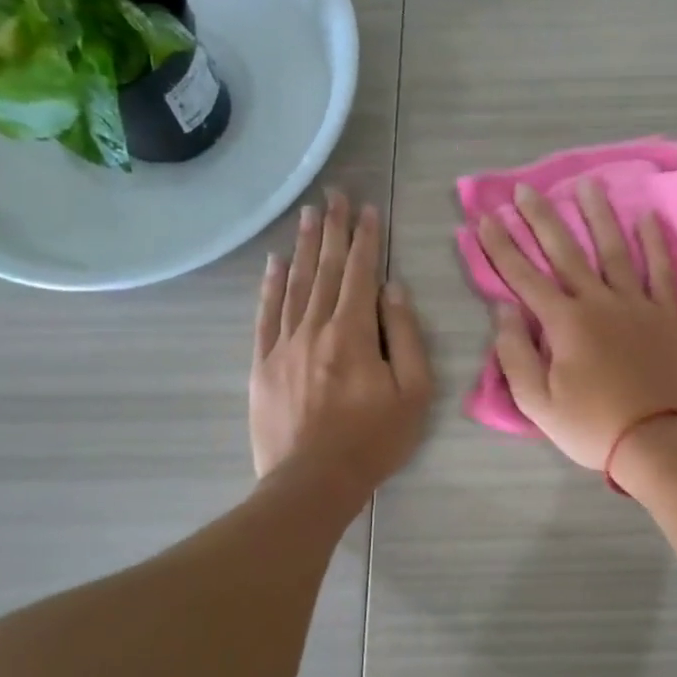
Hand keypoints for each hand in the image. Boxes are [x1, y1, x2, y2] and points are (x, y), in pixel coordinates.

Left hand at [252, 192, 433, 493]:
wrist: (313, 482)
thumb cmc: (374, 439)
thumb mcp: (414, 392)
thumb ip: (405, 337)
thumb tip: (393, 291)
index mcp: (353, 333)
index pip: (360, 274)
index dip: (365, 239)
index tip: (368, 209)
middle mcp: (314, 328)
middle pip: (324, 269)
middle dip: (332, 229)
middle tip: (334, 194)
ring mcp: (283, 345)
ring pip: (294, 284)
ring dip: (303, 246)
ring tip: (308, 214)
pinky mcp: (262, 364)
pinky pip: (266, 314)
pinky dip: (270, 285)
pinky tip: (274, 263)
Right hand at [477, 181, 676, 470]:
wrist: (661, 441)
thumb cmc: (594, 428)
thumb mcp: (538, 404)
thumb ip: (516, 355)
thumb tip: (504, 311)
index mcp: (565, 323)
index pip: (524, 277)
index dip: (502, 246)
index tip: (486, 218)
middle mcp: (599, 301)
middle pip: (565, 251)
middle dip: (541, 218)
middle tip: (525, 189)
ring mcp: (638, 304)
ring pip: (614, 249)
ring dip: (598, 216)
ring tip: (587, 185)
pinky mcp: (668, 314)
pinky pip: (661, 270)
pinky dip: (655, 243)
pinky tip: (647, 218)